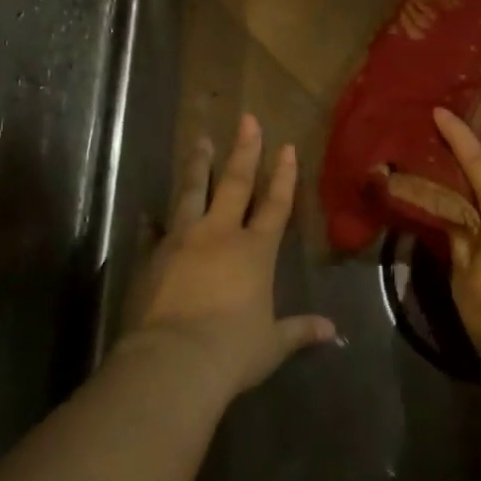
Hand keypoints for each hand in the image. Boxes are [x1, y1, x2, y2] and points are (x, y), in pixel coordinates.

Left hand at [119, 113, 337, 400]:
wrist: (174, 362)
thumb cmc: (232, 351)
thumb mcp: (272, 344)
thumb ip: (300, 331)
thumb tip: (333, 332)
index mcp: (254, 251)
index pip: (275, 205)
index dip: (284, 176)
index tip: (286, 147)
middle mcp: (219, 235)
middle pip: (235, 184)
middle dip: (244, 150)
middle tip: (246, 119)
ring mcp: (182, 240)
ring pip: (191, 192)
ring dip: (198, 165)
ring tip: (200, 141)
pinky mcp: (152, 256)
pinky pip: (152, 232)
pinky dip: (151, 222)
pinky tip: (147, 213)